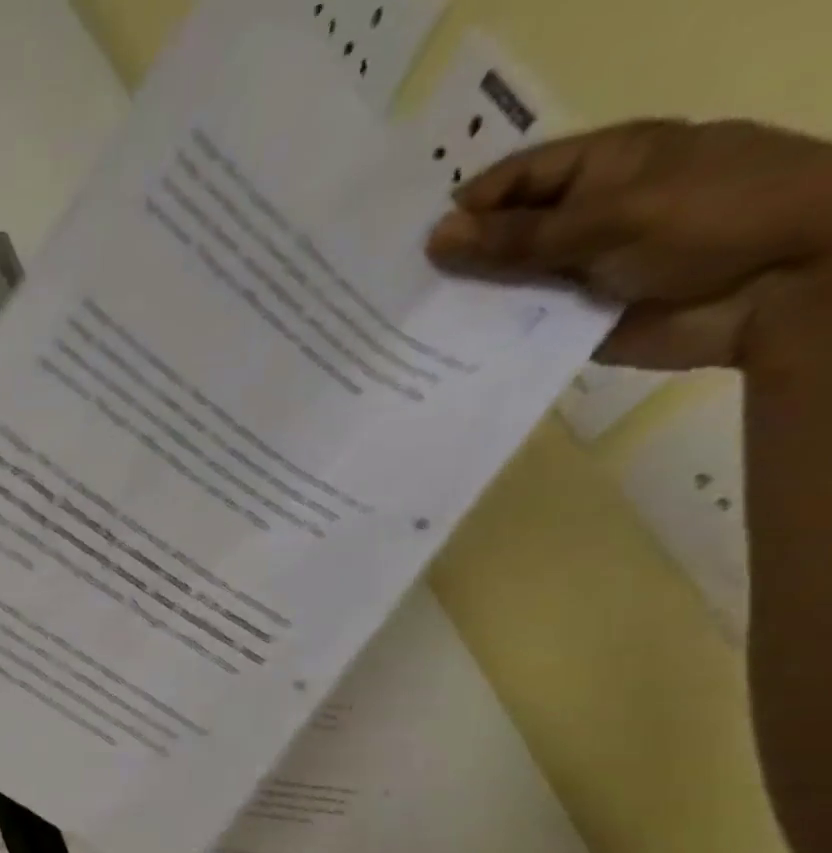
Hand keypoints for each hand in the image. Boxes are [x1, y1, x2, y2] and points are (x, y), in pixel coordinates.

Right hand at [426, 120, 831, 370]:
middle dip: (448, 262)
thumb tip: (435, 238)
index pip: (510, 182)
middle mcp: (576, 220)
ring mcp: (570, 275)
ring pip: (498, 288)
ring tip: (395, 330)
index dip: (460, 208)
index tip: (403, 248)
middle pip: (496, 238)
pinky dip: (478, 342)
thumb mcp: (613, 216)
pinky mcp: (566, 324)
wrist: (789, 285)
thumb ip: (520, 236)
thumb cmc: (717, 219)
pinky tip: (430, 358)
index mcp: (596, 170)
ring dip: (457, 306)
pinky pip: (512, 331)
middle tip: (385, 294)